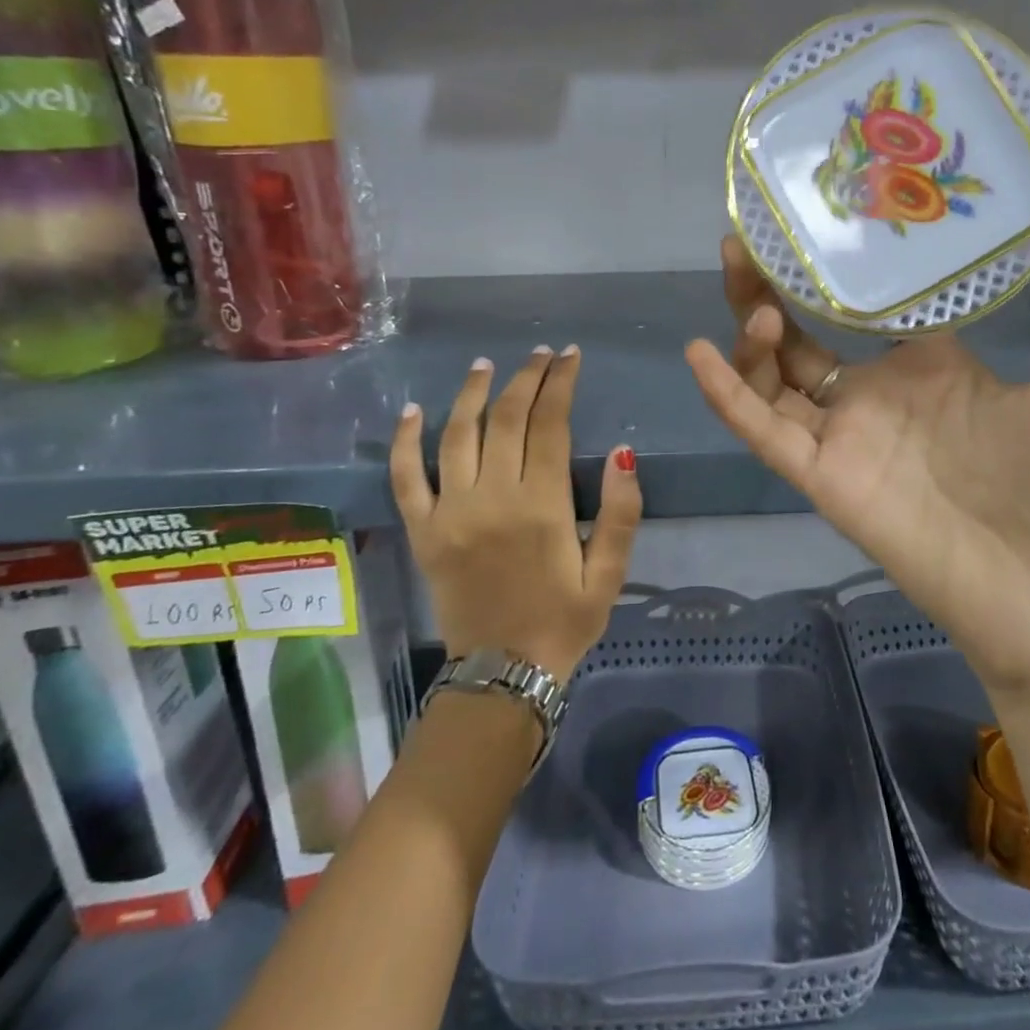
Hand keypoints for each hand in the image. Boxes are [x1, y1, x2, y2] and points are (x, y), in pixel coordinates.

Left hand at [389, 346, 641, 683]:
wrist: (502, 674)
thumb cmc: (564, 621)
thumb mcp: (610, 575)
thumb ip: (622, 514)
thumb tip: (624, 453)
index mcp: (542, 506)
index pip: (550, 425)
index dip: (560, 384)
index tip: (569, 357)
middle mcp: (492, 498)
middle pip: (506, 419)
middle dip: (525, 378)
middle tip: (539, 355)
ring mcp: (451, 512)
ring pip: (457, 435)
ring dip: (472, 394)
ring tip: (486, 365)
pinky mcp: (423, 531)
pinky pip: (405, 477)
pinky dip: (405, 441)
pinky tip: (413, 410)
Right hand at [683, 188, 1029, 700]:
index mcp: (930, 367)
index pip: (868, 304)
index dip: (838, 265)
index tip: (821, 209)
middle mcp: (877, 396)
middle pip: (803, 335)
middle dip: (769, 287)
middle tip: (748, 236)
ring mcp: (846, 438)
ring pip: (772, 378)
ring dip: (749, 332)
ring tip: (746, 285)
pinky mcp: (825, 479)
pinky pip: (764, 433)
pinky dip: (728, 397)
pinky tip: (701, 354)